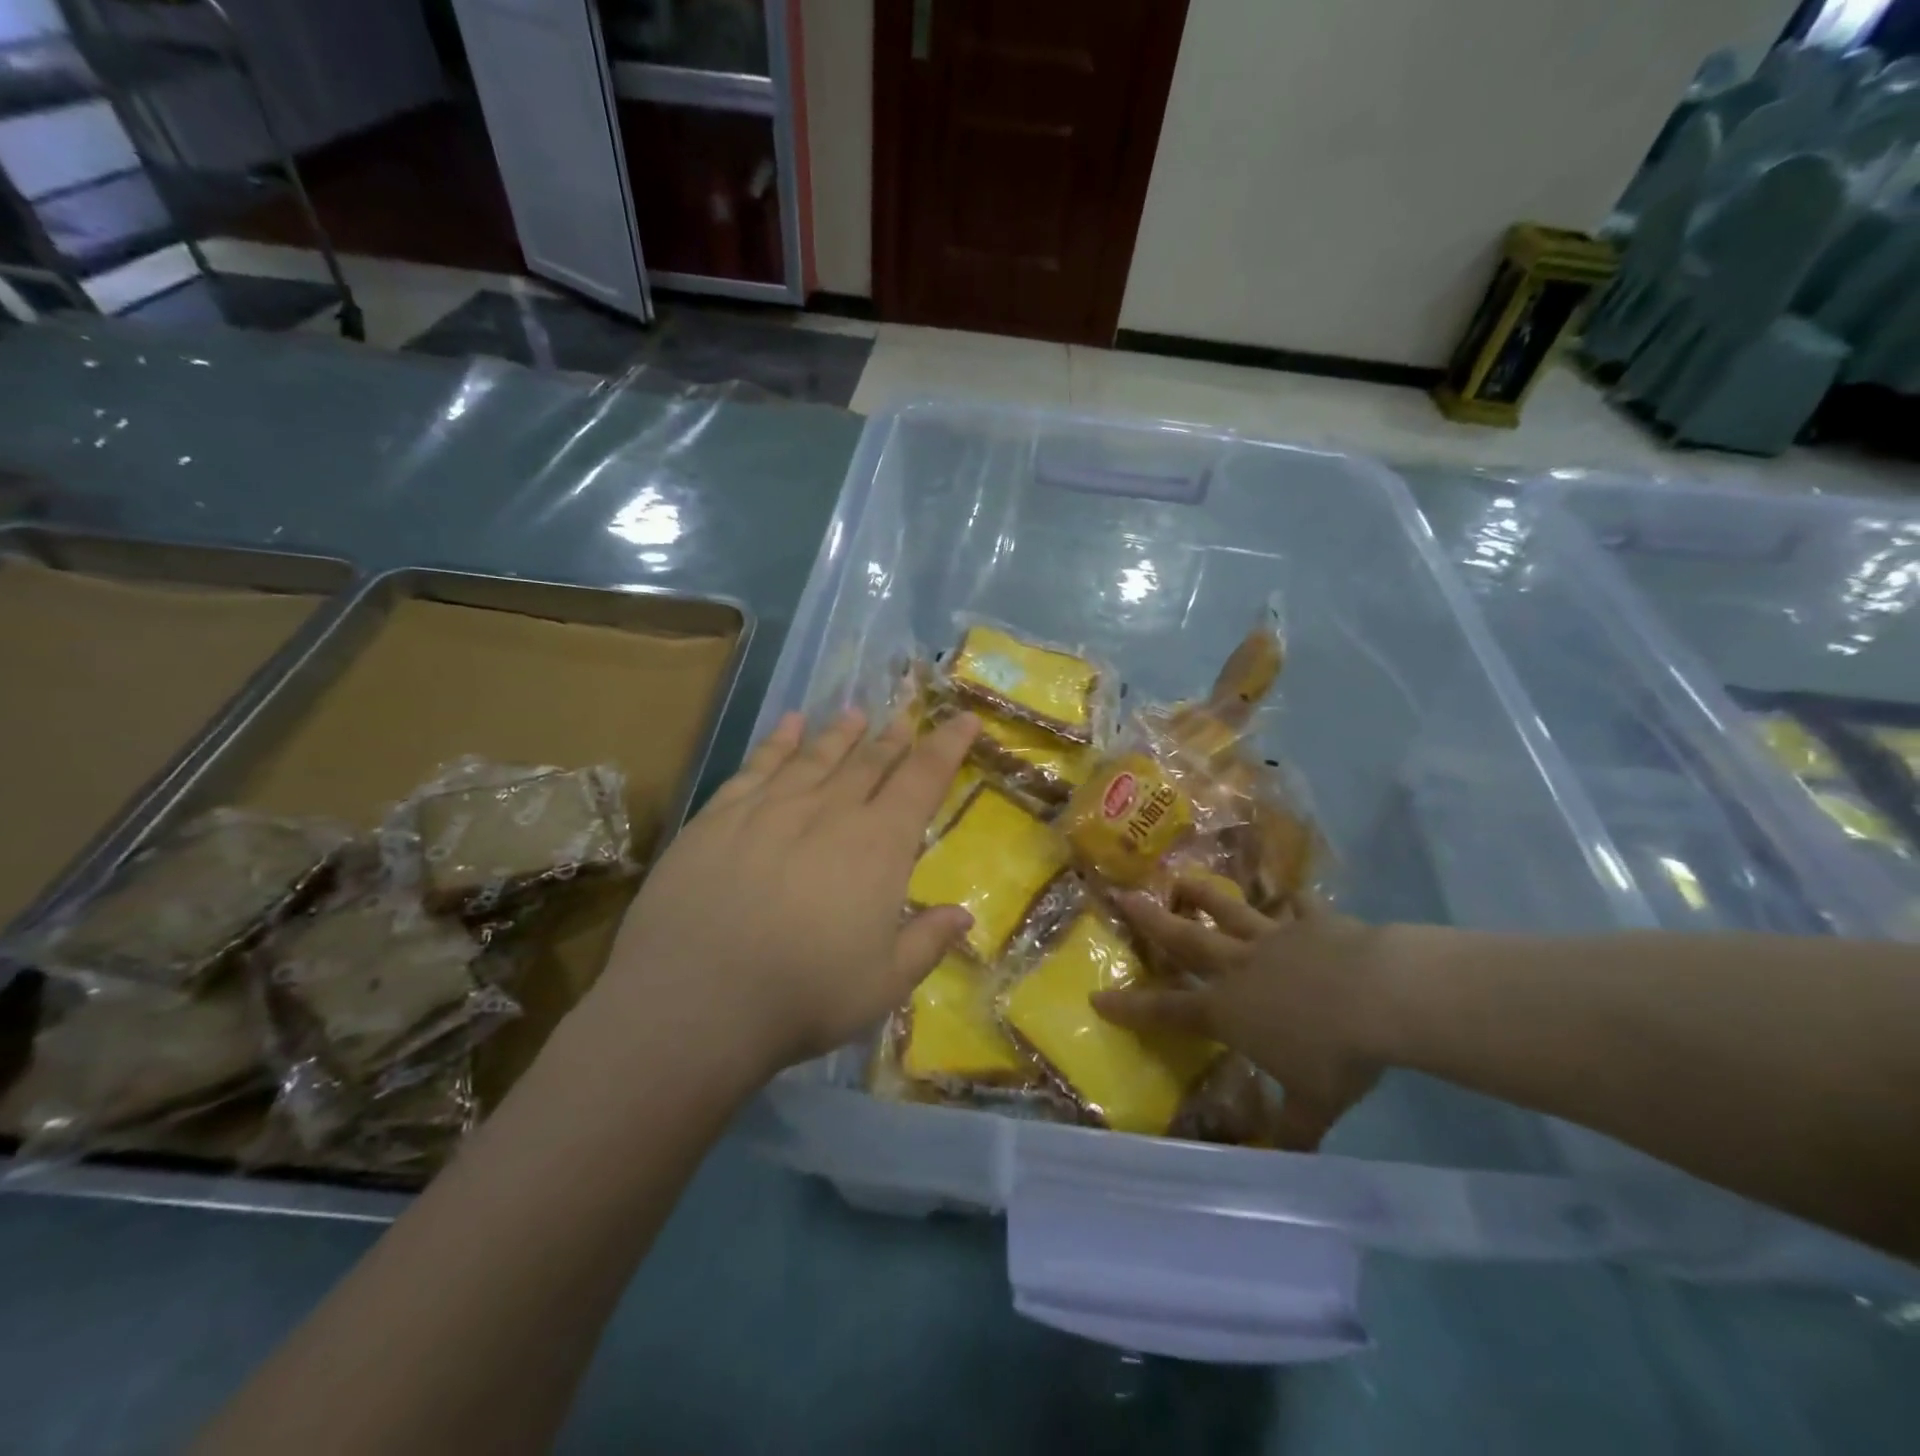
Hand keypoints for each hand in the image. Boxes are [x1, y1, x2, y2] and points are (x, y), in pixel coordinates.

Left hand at [593, 708, 980, 1082]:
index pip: (922, 780)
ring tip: (855, 713)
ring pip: (816, 756)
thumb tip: (965, 914)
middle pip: (869, 761)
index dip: (947, 746)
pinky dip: (779, 741)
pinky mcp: (720, 814)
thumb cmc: (803, 997)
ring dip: (840, 733)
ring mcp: (771, 807)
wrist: (694, 1001)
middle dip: (893, 738)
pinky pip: (758, 764)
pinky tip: (789, 724)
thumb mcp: (883, 985)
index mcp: (878, 846)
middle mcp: (829, 811)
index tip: (963, 720)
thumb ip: (927, 942)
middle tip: (905, 718)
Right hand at [1095, 878, 1391, 1150]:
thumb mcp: (1314, 1104)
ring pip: (1230, 913)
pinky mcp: (1312, 924)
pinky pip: (1297, 908)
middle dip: (1152, 922)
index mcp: (1229, 1011)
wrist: (1379, 996)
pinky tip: (1290, 894)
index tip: (1097, 997)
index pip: (1168, 1012)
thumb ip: (1293, 1128)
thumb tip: (1282, 1161)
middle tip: (1124, 897)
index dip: (1131, 1007)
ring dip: (1204, 896)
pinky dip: (1291, 901)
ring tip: (1182, 879)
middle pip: (1187, 941)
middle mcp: (1240, 968)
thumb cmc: (1336, 1055)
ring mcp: (1274, 939)